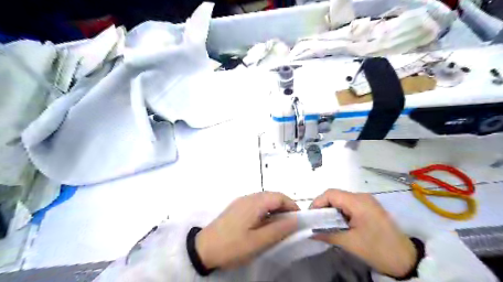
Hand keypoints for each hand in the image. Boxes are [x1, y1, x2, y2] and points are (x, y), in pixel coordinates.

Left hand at [197, 192, 297, 267]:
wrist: (203, 249)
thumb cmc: (232, 246)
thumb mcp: (258, 242)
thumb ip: (278, 229)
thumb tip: (295, 220)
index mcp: (255, 202)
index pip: (279, 196)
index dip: (292, 205)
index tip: (299, 220)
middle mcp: (248, 197)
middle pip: (272, 196)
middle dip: (284, 207)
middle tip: (290, 224)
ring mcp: (241, 201)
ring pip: (264, 199)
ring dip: (275, 209)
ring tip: (279, 225)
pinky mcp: (236, 207)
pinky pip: (256, 204)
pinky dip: (265, 210)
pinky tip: (264, 224)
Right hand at [311, 190, 416, 276]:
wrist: (406, 260)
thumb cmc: (377, 249)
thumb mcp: (350, 243)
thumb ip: (327, 234)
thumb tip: (309, 232)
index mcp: (358, 201)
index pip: (330, 194)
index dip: (317, 203)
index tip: (311, 217)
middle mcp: (362, 196)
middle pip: (335, 195)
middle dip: (323, 207)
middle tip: (316, 222)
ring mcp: (367, 201)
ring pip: (342, 200)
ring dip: (332, 210)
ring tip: (326, 224)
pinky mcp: (370, 207)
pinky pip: (350, 205)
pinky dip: (341, 212)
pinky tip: (339, 224)